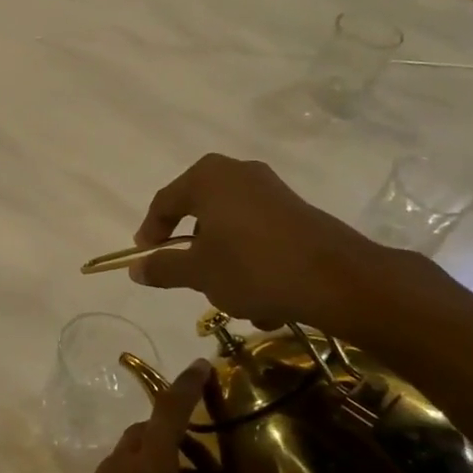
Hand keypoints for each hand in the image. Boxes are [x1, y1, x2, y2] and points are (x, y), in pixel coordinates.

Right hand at [130, 153, 397, 335]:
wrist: (337, 280)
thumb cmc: (253, 268)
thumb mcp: (198, 273)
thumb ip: (162, 267)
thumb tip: (136, 268)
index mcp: (207, 178)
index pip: (164, 202)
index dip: (150, 232)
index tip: (145, 257)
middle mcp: (238, 173)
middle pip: (199, 212)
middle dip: (192, 249)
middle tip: (184, 274)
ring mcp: (271, 190)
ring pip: (231, 228)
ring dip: (224, 262)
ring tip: (228, 298)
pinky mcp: (296, 210)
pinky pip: (258, 235)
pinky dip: (251, 262)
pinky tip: (262, 300)